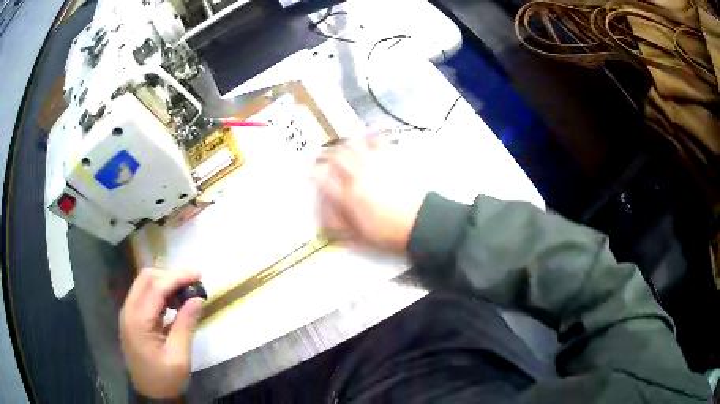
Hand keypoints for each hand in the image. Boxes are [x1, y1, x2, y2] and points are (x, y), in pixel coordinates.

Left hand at [119, 268, 203, 398]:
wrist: (150, 394)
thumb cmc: (165, 379)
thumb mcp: (179, 356)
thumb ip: (186, 324)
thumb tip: (197, 298)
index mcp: (138, 321)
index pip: (156, 287)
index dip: (177, 277)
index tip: (199, 275)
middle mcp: (129, 311)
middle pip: (146, 278)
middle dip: (170, 276)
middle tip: (192, 286)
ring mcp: (128, 313)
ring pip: (144, 284)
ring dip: (165, 283)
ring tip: (185, 296)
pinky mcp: (132, 318)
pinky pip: (144, 296)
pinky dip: (160, 293)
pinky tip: (173, 304)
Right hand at [311, 137, 426, 253]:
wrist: (421, 223)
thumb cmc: (392, 233)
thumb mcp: (361, 236)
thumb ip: (340, 225)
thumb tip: (327, 219)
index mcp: (347, 197)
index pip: (322, 179)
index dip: (313, 174)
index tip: (311, 174)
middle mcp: (357, 177)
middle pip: (334, 157)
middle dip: (323, 155)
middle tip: (320, 156)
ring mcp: (375, 165)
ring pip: (351, 145)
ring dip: (342, 144)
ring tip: (339, 145)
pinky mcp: (391, 159)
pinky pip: (376, 142)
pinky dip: (368, 138)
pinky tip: (366, 138)